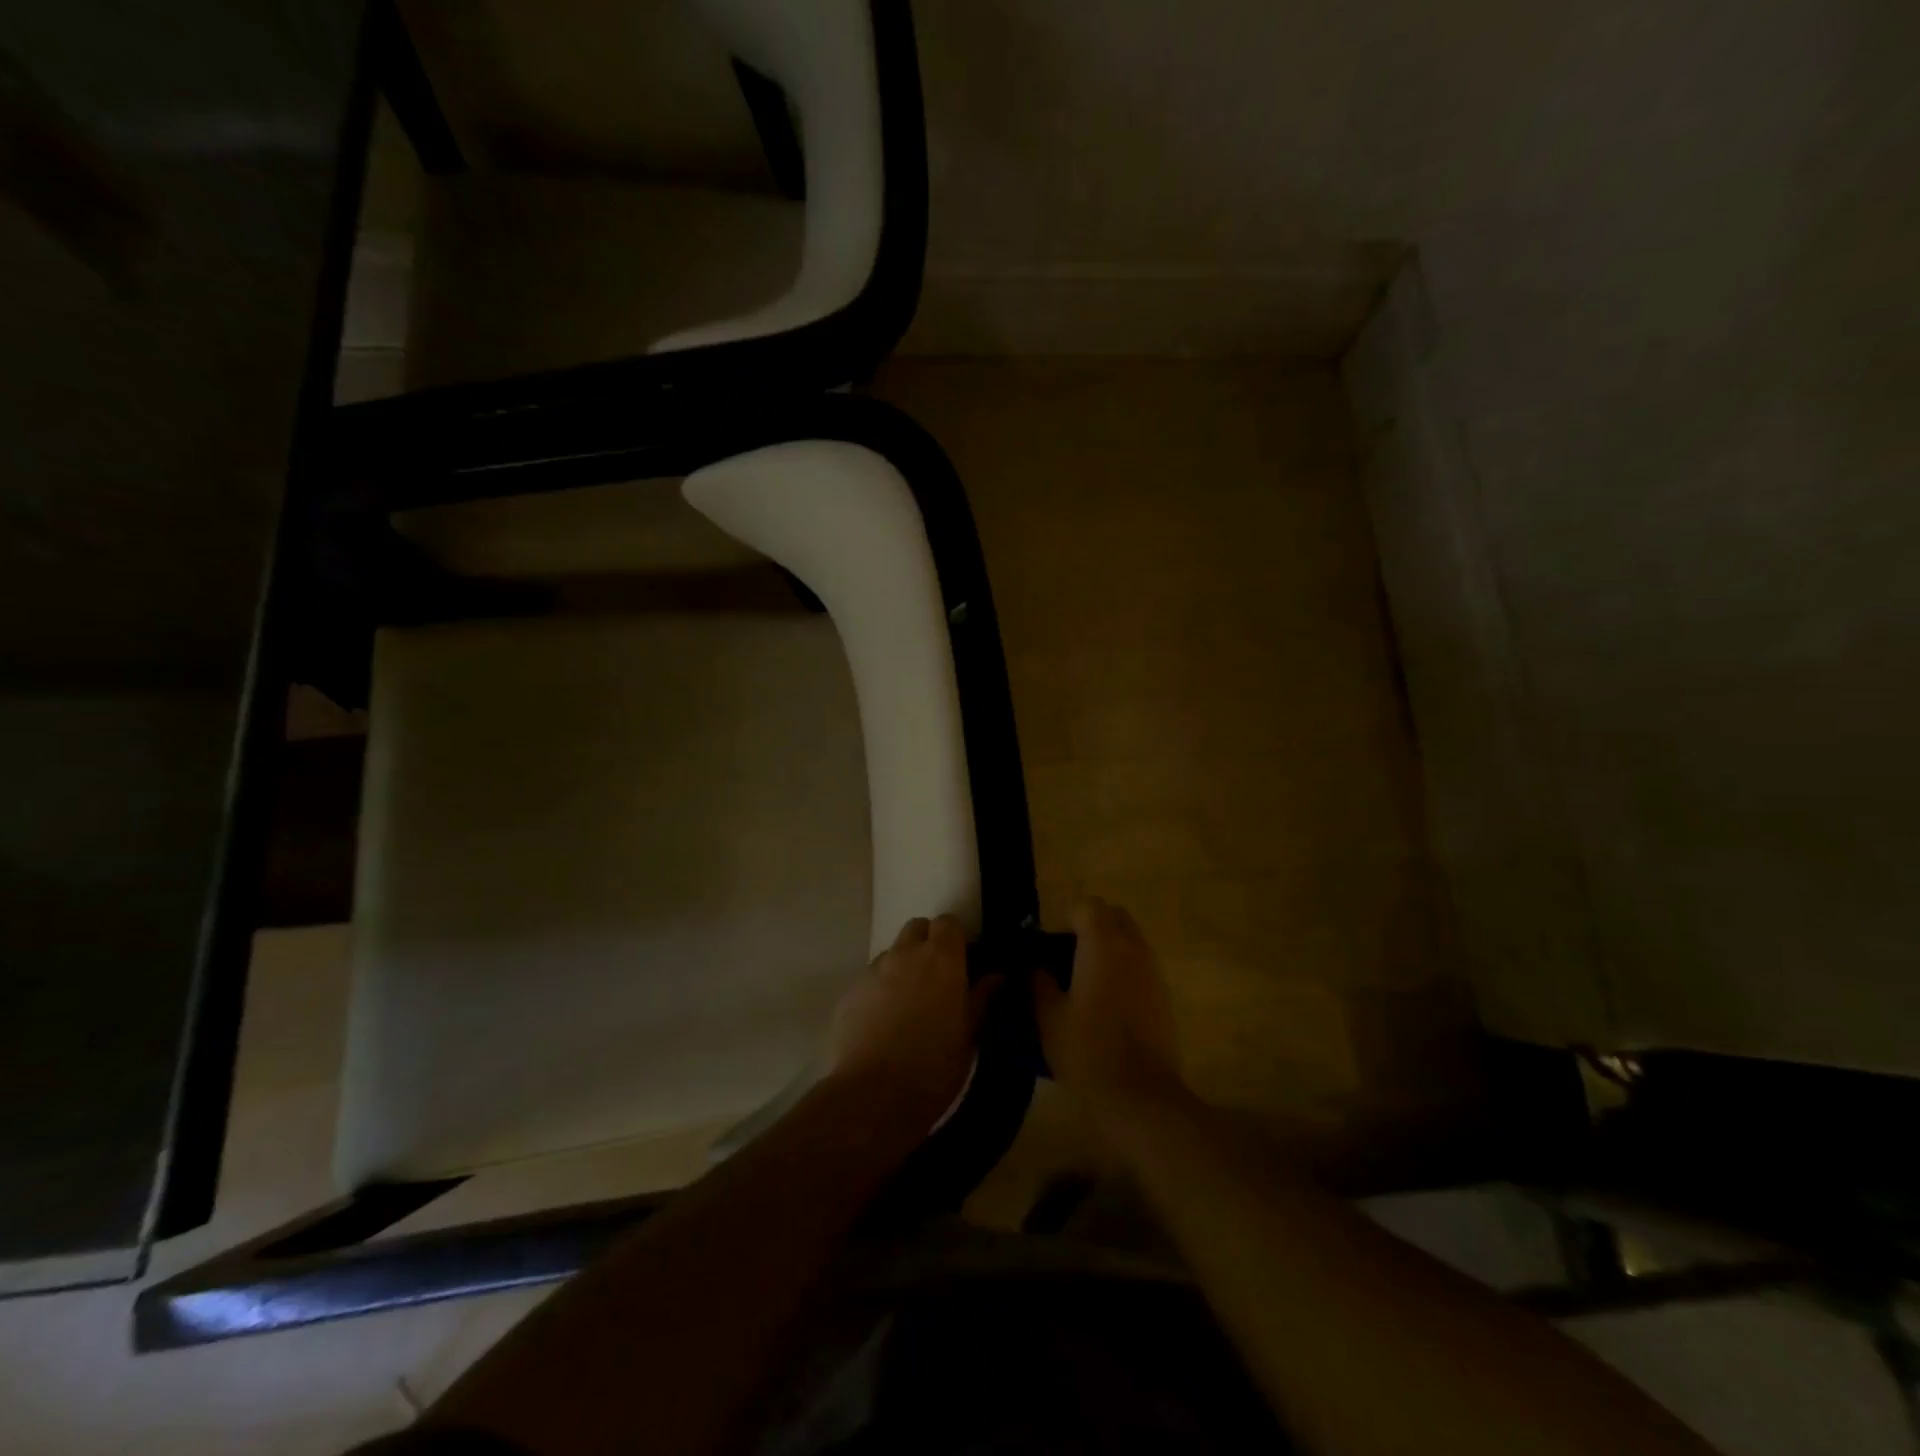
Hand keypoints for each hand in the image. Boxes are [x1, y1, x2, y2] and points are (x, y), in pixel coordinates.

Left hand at [830, 916, 995, 1128]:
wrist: (873, 1095)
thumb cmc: (935, 1066)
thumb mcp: (969, 1035)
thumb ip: (982, 998)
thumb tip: (996, 975)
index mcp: (942, 959)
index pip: (949, 922)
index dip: (956, 938)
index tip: (963, 960)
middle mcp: (905, 954)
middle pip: (917, 928)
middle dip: (928, 942)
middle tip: (937, 976)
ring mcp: (873, 971)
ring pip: (892, 953)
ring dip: (903, 966)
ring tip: (909, 1003)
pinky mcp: (849, 992)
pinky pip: (871, 979)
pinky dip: (880, 990)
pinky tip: (883, 1022)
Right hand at [1033, 898, 1185, 1131]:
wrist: (1140, 1096)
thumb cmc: (1087, 1051)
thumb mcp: (1048, 1018)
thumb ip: (1038, 983)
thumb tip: (1035, 968)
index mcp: (1102, 944)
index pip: (1086, 906)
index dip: (1065, 918)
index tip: (1048, 944)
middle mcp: (1132, 948)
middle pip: (1113, 916)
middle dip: (1090, 925)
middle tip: (1066, 954)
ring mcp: (1152, 971)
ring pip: (1130, 939)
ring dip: (1108, 946)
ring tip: (1083, 978)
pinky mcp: (1163, 995)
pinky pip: (1140, 965)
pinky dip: (1123, 968)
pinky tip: (1105, 1001)